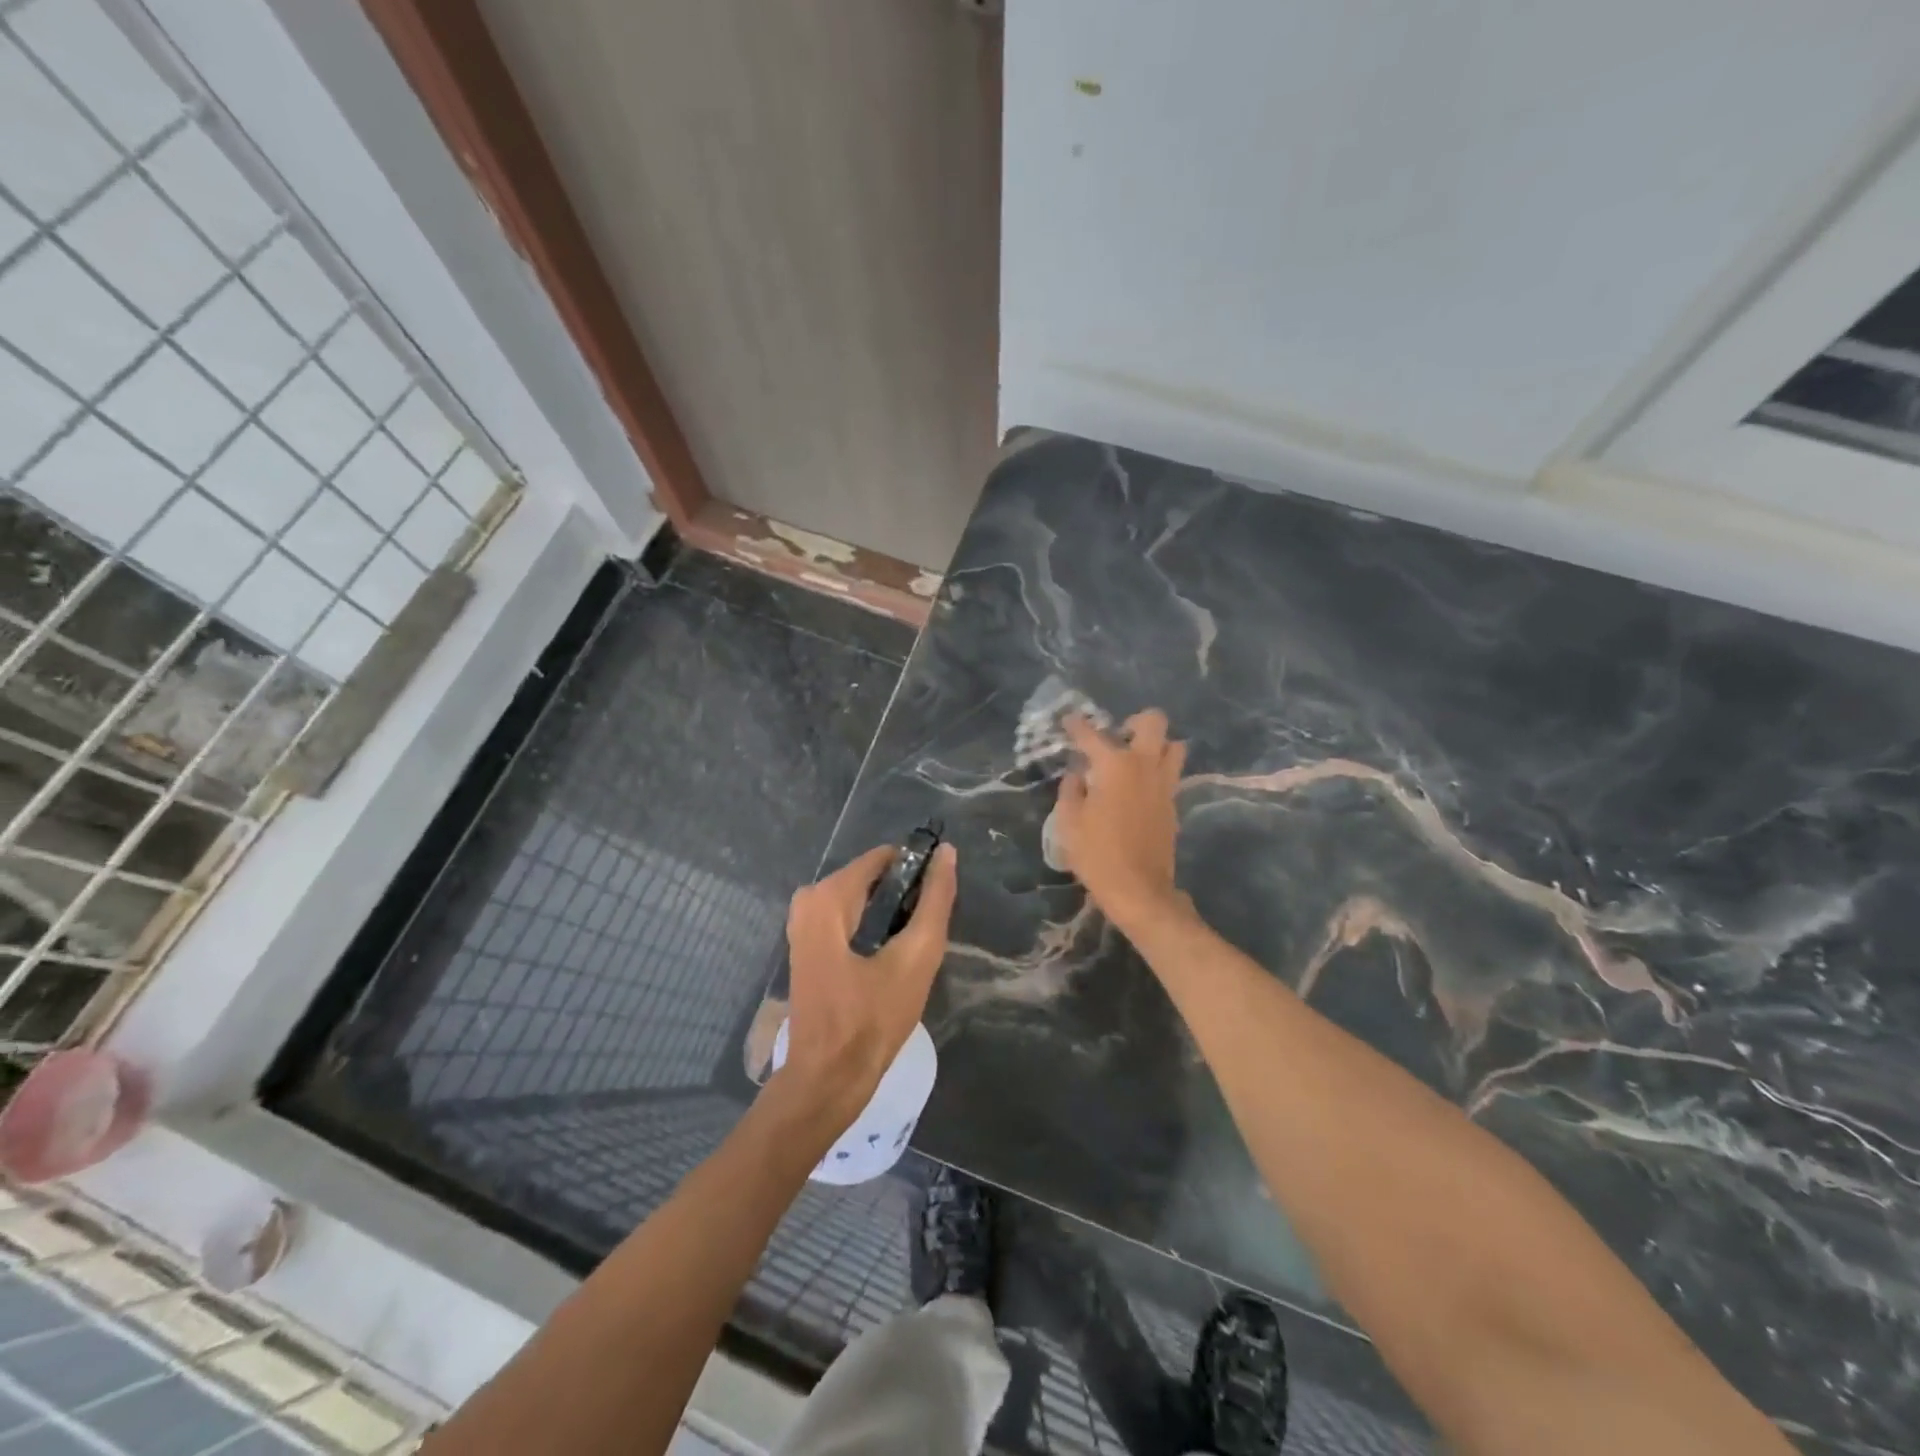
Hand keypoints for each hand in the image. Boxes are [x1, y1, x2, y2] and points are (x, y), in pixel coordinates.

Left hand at [777, 842, 958, 1123]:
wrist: (828, 1078)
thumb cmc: (872, 1018)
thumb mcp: (916, 956)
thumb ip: (935, 901)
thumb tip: (946, 852)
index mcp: (828, 896)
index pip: (884, 858)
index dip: (917, 870)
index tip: (939, 899)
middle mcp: (809, 900)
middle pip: (871, 878)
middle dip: (904, 896)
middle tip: (926, 933)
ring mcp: (803, 925)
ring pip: (861, 899)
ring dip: (891, 914)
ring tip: (913, 947)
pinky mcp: (807, 947)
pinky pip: (848, 918)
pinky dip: (873, 927)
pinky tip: (892, 957)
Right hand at [1054, 709, 1187, 926]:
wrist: (1138, 889)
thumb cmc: (1097, 854)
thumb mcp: (1068, 822)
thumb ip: (1071, 790)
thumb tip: (1077, 774)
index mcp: (1114, 765)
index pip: (1092, 734)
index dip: (1076, 724)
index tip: (1069, 719)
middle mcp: (1144, 765)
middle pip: (1154, 722)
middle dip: (1136, 721)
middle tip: (1118, 736)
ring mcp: (1165, 784)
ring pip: (1174, 746)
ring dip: (1157, 745)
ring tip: (1135, 760)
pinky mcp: (1173, 804)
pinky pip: (1172, 774)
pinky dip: (1158, 772)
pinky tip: (1139, 788)